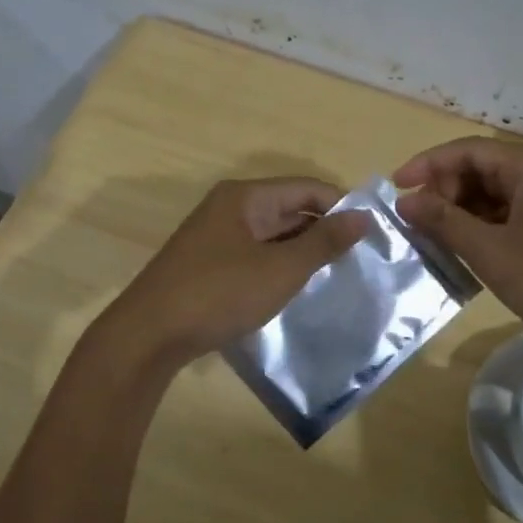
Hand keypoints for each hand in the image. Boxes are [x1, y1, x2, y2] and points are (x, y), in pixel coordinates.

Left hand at [101, 177, 370, 367]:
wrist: (149, 335)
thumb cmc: (219, 293)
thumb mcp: (280, 269)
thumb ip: (323, 242)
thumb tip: (363, 216)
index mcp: (246, 197)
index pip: (307, 187)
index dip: (342, 206)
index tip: (373, 233)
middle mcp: (230, 208)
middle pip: (289, 208)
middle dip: (324, 230)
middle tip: (361, 258)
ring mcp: (216, 235)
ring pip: (273, 234)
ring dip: (302, 250)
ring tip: (337, 274)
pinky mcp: (209, 262)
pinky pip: (255, 253)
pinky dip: (279, 265)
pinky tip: (296, 287)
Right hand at [393, 138, 522, 347]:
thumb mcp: (492, 252)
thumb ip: (445, 222)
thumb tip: (405, 201)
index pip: (466, 150)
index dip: (426, 165)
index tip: (395, 189)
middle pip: (481, 167)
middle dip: (445, 190)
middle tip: (420, 222)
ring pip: (497, 192)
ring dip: (464, 210)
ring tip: (438, 238)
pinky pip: (514, 211)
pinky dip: (487, 224)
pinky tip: (471, 249)